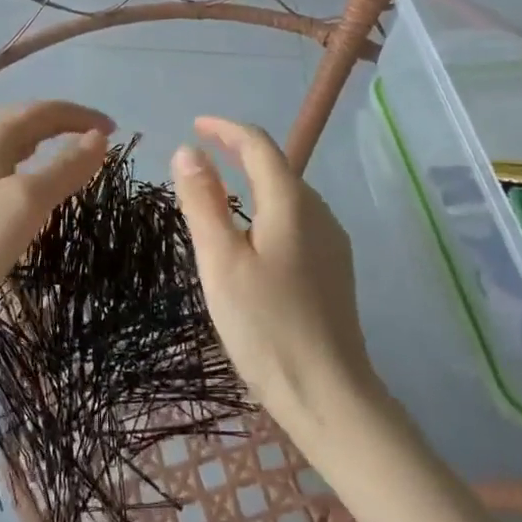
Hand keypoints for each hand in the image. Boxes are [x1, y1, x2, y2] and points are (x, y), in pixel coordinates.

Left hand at [0, 101, 113, 323]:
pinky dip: (24, 168)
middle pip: (24, 123)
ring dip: (42, 147)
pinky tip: (25, 191)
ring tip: (66, 162)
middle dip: (62, 126)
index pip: (44, 111)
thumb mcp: (28, 202)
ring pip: (9, 147)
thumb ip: (66, 167)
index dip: (81, 116)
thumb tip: (98, 138)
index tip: (113, 131)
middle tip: (94, 143)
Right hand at [171, 117, 377, 429]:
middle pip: (276, 166)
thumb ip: (203, 202)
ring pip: (287, 195)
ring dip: (252, 182)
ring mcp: (331, 242)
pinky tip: (251, 237)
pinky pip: (296, 221)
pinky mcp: (333, 269)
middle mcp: (318, 212)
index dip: (225, 129)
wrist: (330, 395)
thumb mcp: (221, 261)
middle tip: (199, 160)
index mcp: (291, 203)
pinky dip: (266, 210)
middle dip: (238, 153)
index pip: (258, 145)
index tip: (195, 126)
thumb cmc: (266, 326)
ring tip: (217, 194)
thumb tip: (187, 150)